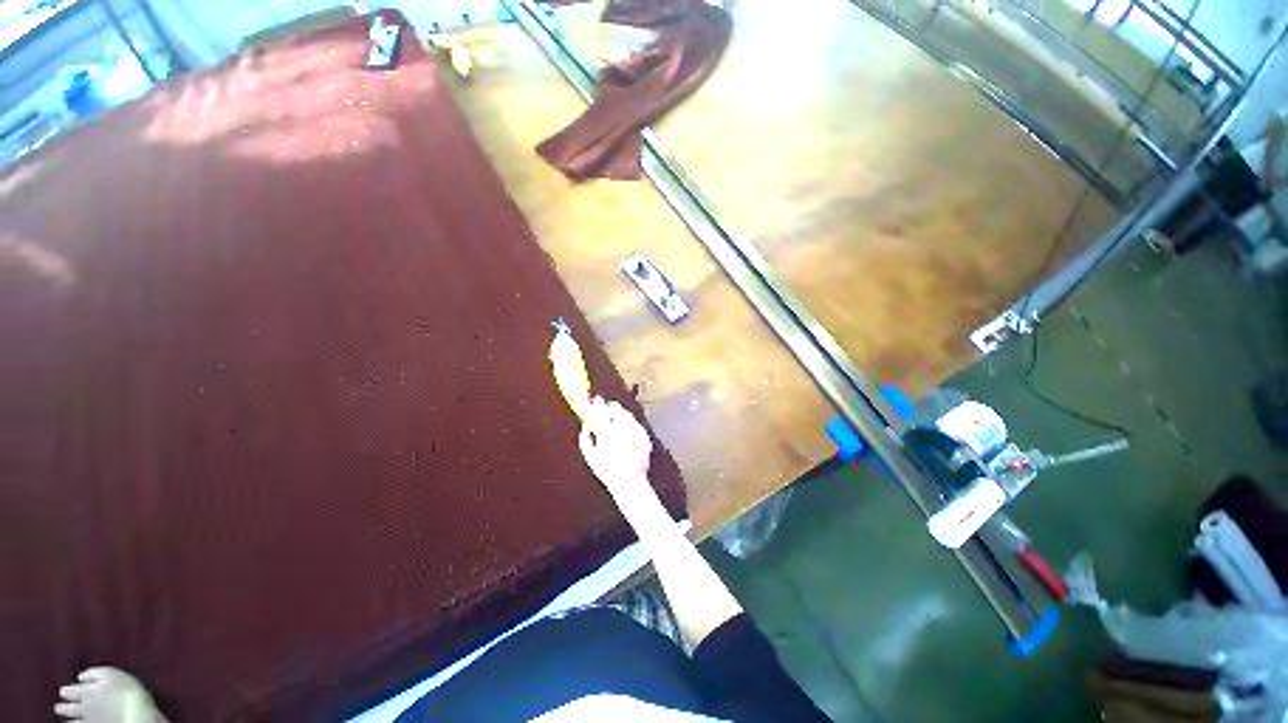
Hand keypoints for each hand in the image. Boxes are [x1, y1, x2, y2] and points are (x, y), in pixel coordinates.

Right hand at [578, 396, 653, 499]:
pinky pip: (636, 424)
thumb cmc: (608, 472)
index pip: (601, 414)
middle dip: (612, 406)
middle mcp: (622, 432)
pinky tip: (627, 425)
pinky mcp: (644, 437)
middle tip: (608, 405)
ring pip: (627, 416)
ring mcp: (635, 434)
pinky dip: (631, 422)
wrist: (629, 483)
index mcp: (607, 436)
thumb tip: (584, 427)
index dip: (597, 405)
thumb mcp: (591, 458)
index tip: (595, 400)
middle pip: (616, 411)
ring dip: (621, 412)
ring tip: (617, 413)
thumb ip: (585, 441)